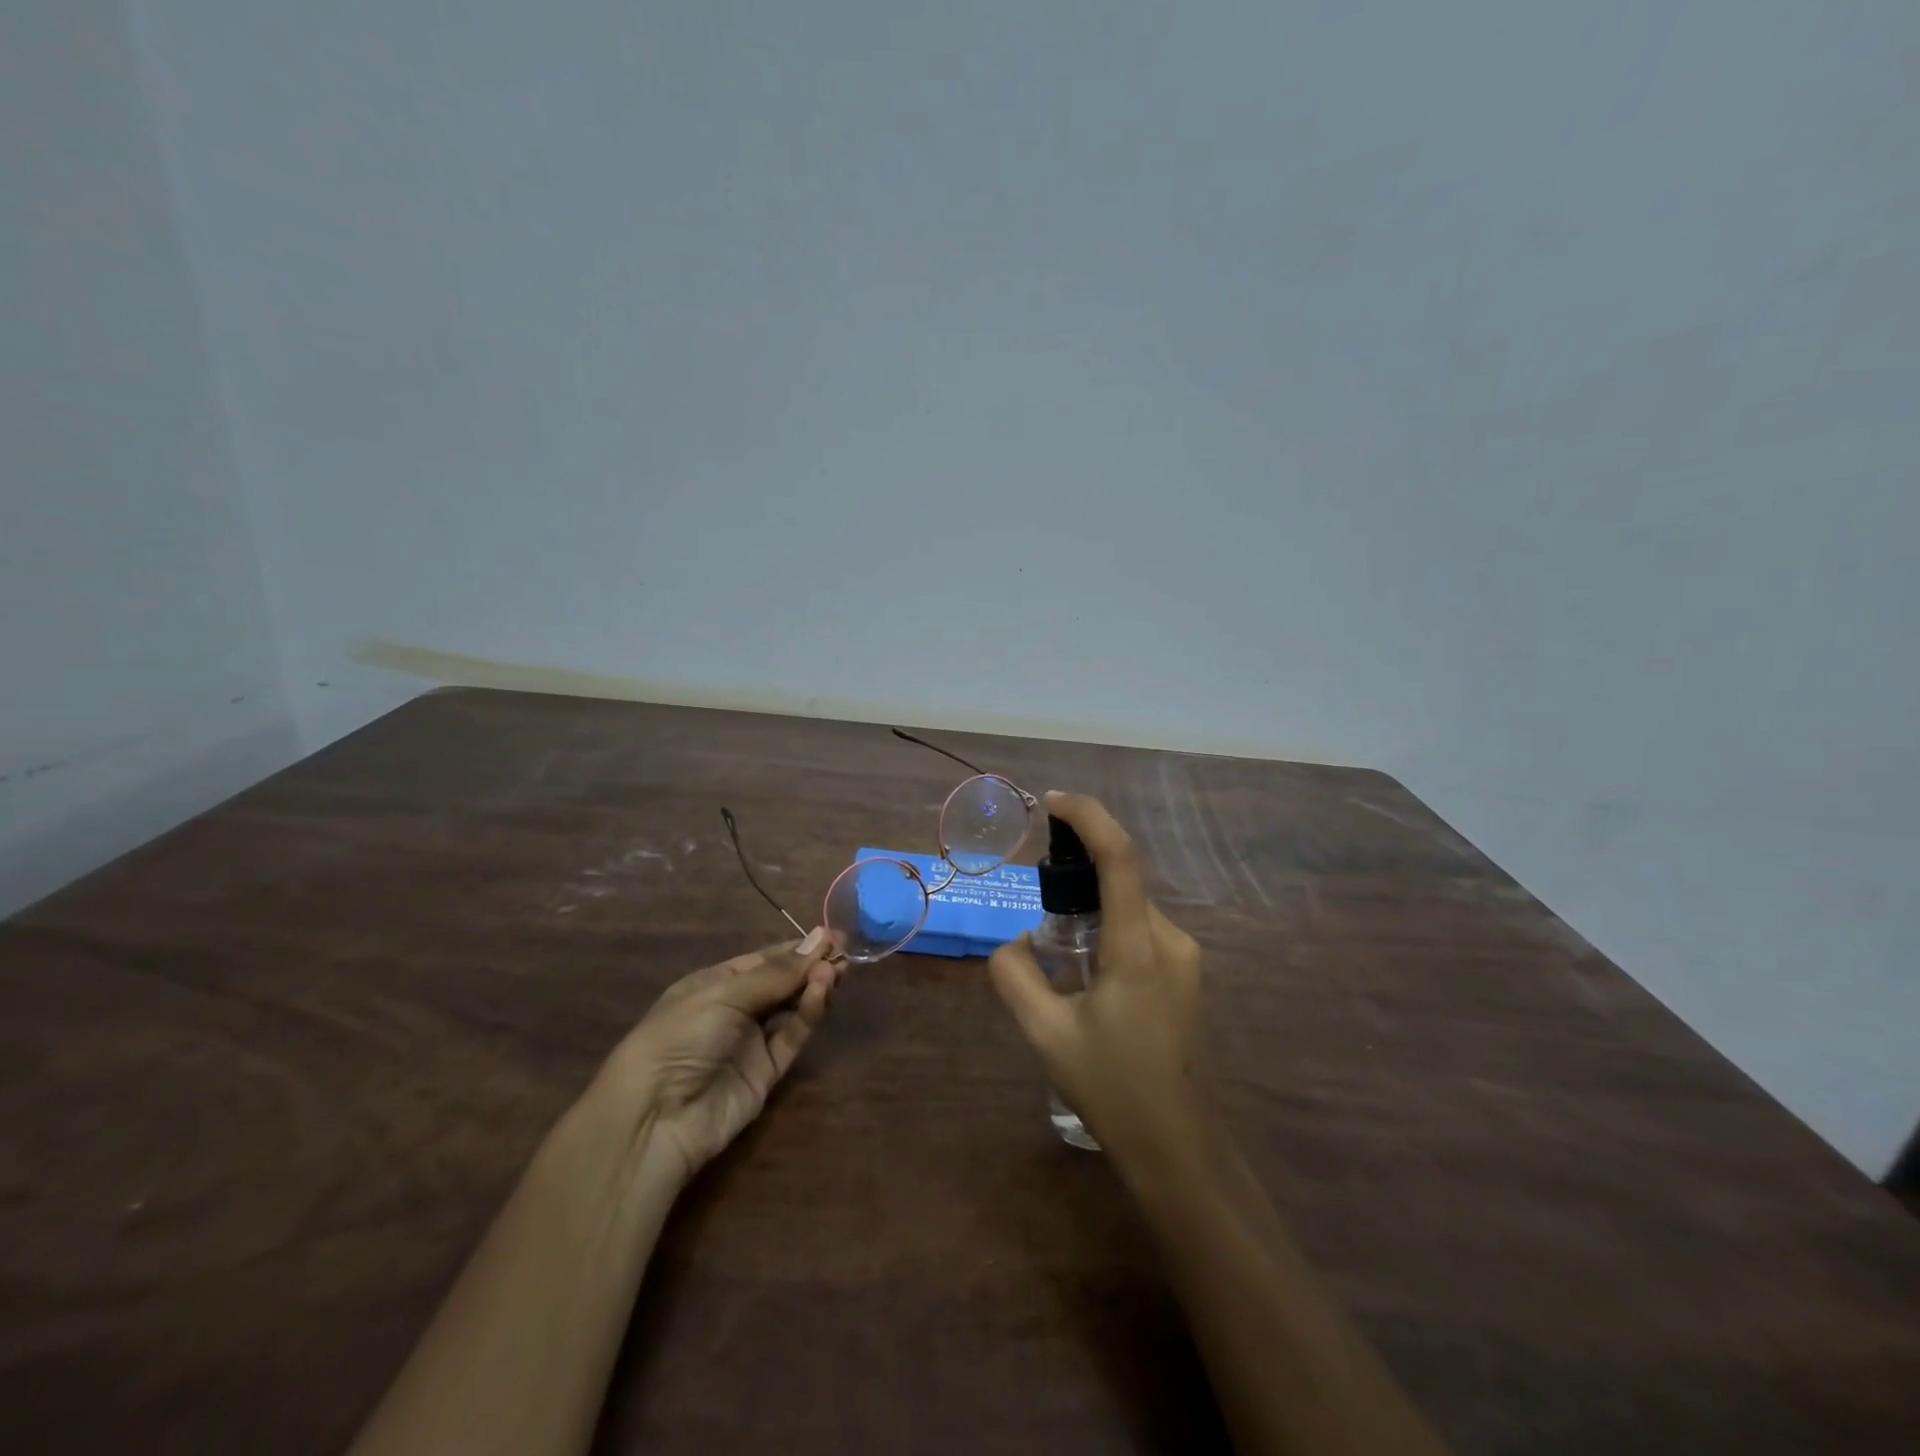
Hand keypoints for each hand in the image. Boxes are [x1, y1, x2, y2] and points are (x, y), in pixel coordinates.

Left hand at [596, 931, 841, 1186]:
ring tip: (836, 970)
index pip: (763, 960)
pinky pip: (792, 1036)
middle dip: (811, 966)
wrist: (656, 1118)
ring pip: (792, 1008)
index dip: (796, 949)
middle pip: (782, 983)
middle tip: (844, 952)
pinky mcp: (767, 1073)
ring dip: (813, 987)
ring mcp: (751, 1042)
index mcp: (715, 984)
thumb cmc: (681, 1036)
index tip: (831, 936)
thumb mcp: (724, 994)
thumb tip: (820, 938)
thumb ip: (776, 972)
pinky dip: (809, 1014)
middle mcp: (735, 1010)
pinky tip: (821, 993)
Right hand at [988, 791, 1204, 1157]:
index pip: (1119, 857)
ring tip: (1061, 962)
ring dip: (1092, 911)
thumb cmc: (1112, 1088)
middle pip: (1121, 881)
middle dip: (1077, 878)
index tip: (1052, 802)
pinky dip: (1109, 930)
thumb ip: (1015, 975)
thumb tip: (1016, 942)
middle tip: (1039, 914)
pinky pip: (1141, 930)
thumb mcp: (1045, 1033)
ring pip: (1130, 908)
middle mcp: (1170, 940)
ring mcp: (1185, 957)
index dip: (1087, 816)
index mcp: (1138, 948)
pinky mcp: (1187, 973)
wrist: (1177, 1146)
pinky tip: (1088, 976)